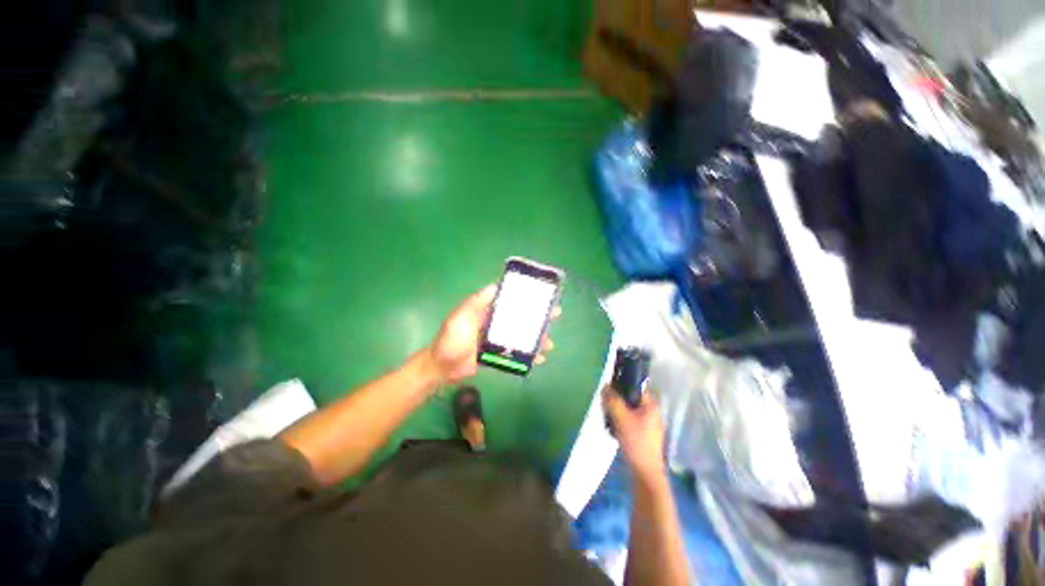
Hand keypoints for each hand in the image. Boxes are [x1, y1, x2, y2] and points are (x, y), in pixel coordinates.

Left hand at [428, 284, 557, 384]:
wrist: (441, 367)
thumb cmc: (451, 339)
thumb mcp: (461, 317)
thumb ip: (477, 302)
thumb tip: (496, 285)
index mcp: (487, 311)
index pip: (510, 301)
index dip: (526, 298)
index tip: (541, 296)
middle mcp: (494, 323)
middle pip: (519, 318)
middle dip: (536, 318)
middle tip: (554, 317)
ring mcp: (496, 340)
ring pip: (521, 336)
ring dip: (535, 339)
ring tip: (549, 344)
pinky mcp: (497, 355)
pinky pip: (515, 353)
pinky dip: (527, 356)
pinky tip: (539, 360)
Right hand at [603, 386, 665, 481]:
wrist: (645, 472)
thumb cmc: (636, 442)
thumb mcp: (621, 418)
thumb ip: (612, 400)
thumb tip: (605, 386)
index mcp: (650, 405)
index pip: (634, 386)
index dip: (620, 386)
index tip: (608, 392)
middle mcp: (651, 411)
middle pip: (629, 398)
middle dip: (616, 401)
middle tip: (606, 407)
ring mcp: (647, 423)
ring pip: (627, 410)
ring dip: (616, 412)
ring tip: (609, 420)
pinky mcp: (642, 434)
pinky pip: (628, 420)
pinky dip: (620, 422)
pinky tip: (614, 430)